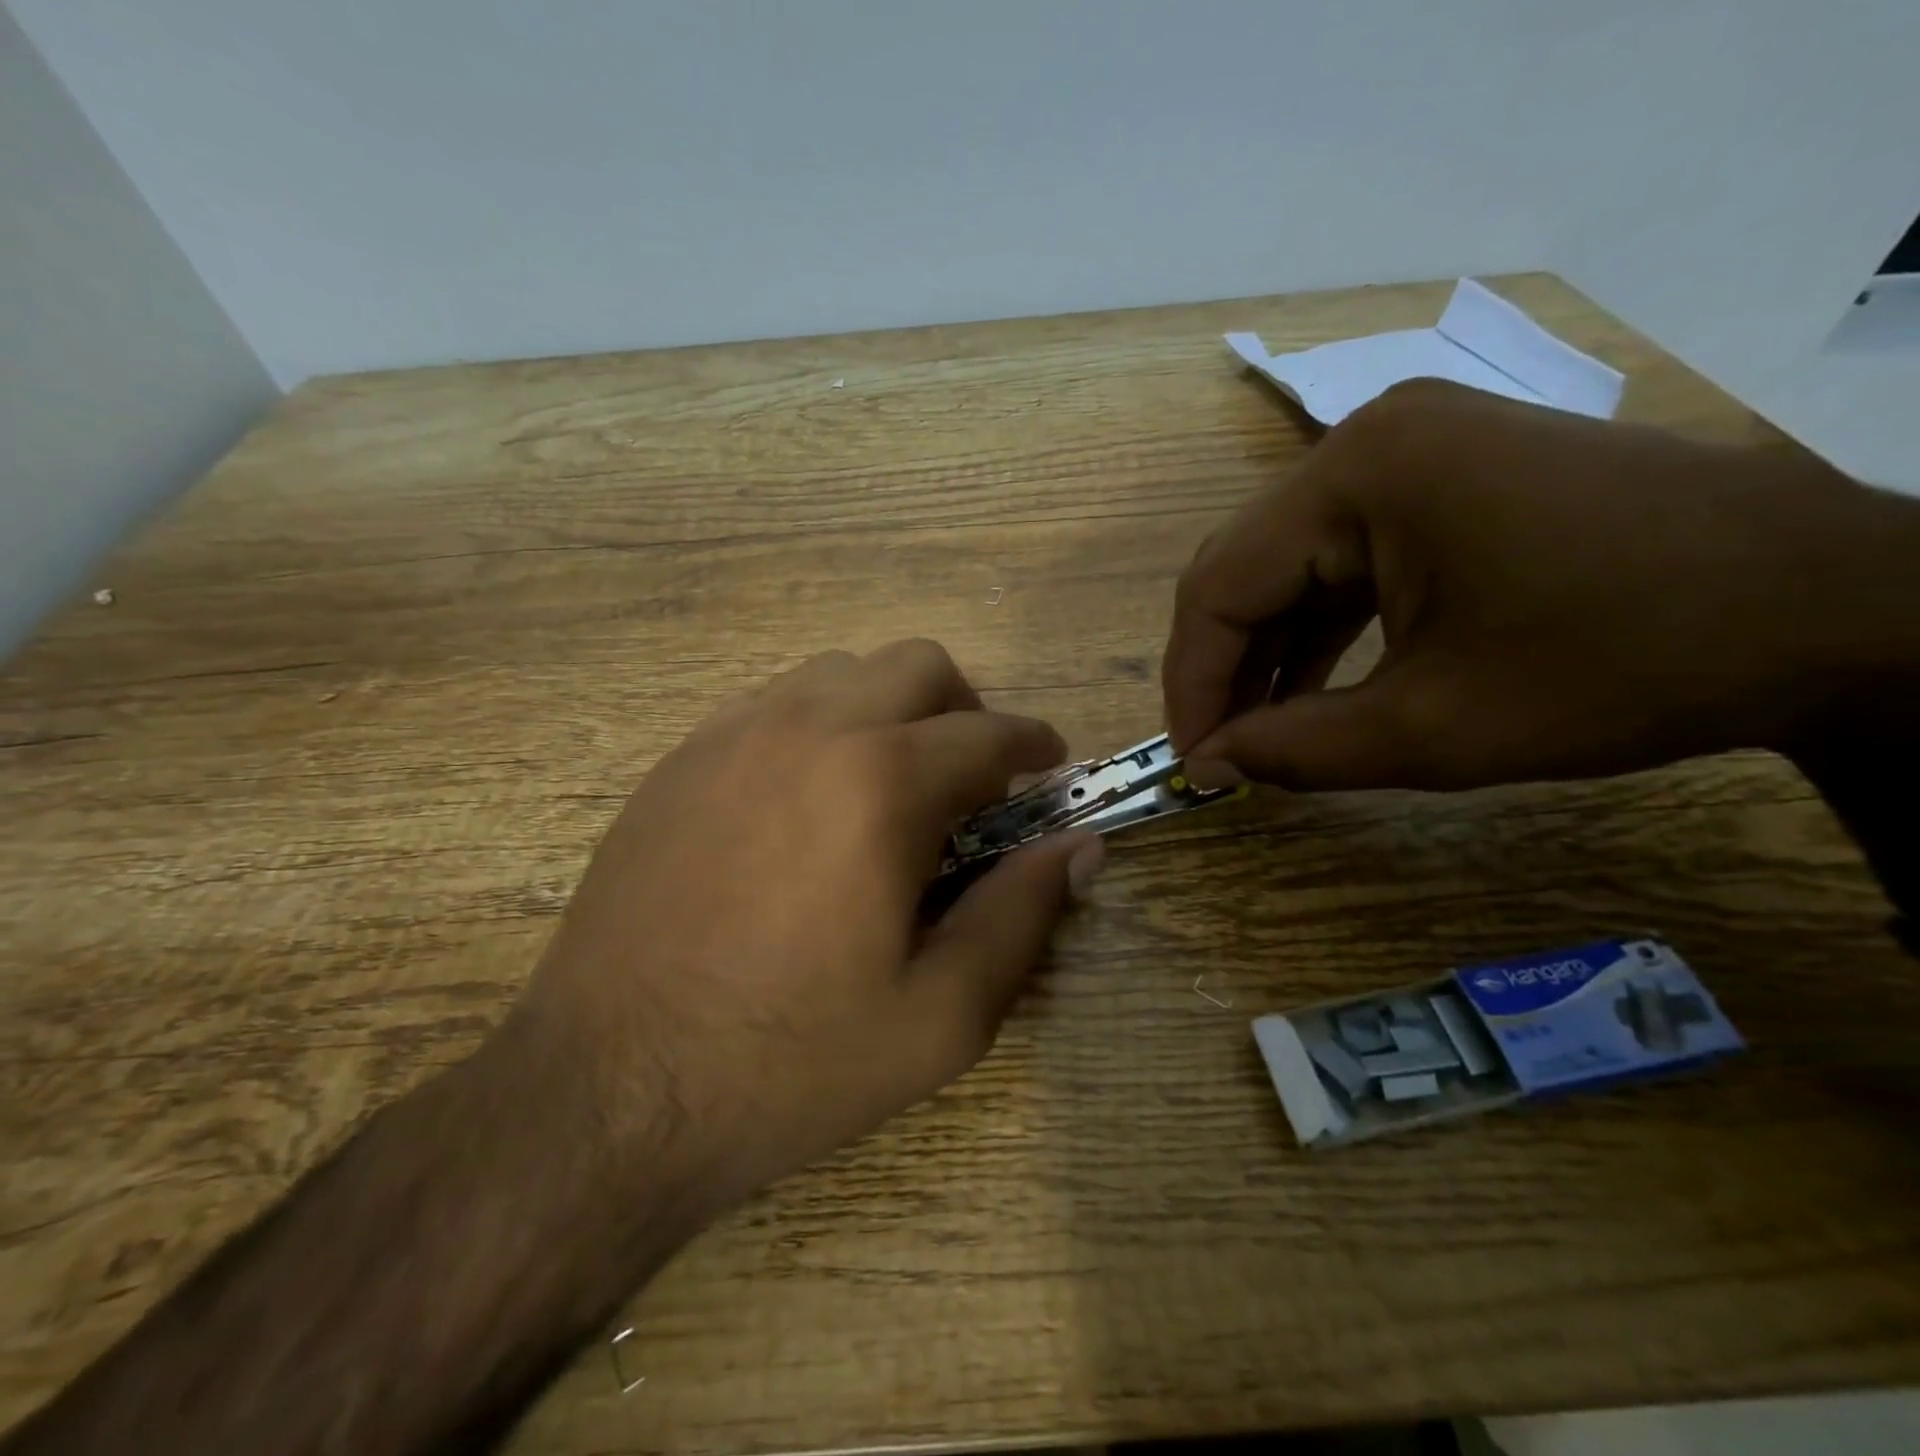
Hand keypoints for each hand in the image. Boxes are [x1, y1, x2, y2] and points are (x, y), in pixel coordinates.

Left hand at [510, 639, 1101, 1212]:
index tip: (1049, 768)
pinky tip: (810, 800)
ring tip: (891, 788)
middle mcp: (807, 729)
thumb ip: (1023, 914)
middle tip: (972, 782)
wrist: (604, 1094)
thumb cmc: (788, 1063)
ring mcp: (732, 735)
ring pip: (842, 672)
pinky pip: (774, 703)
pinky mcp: (681, 760)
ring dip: (890, 711)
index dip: (1034, 746)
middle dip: (965, 710)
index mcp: (881, 784)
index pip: (989, 734)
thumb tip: (1081, 846)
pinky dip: (821, 726)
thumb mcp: (941, 1016)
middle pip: (917, 665)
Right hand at [1164, 379, 1919, 790]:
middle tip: (1220, 751)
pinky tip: (1312, 687)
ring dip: (1266, 652)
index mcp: (1357, 474)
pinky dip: (1318, 627)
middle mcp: (1366, 439)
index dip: (1191, 684)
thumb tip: (1207, 767)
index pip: (1218, 587)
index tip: (1192, 763)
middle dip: (1222, 668)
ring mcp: (1410, 450)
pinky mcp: (1443, 475)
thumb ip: (1296, 751)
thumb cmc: (1626, 664)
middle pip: (1245, 567)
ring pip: (1289, 565)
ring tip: (1259, 731)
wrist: (1836, 607)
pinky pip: (1344, 557)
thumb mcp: (1437, 729)